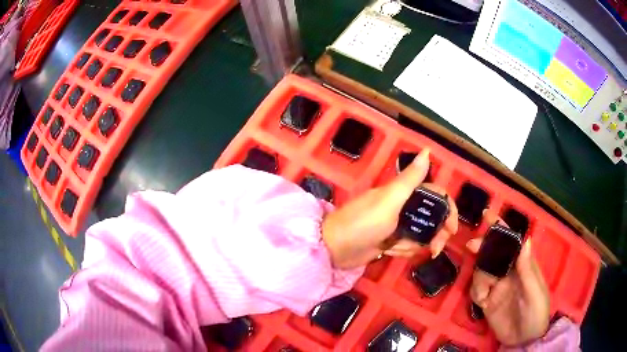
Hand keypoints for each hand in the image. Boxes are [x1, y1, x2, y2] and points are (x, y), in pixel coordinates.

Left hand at [322, 149, 457, 268]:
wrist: (335, 249)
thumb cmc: (363, 223)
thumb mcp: (389, 200)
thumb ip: (410, 179)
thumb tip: (427, 150)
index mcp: (404, 192)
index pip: (436, 195)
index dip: (449, 210)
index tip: (452, 229)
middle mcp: (403, 206)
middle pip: (432, 218)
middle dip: (435, 234)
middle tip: (434, 249)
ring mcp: (397, 225)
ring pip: (422, 235)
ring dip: (414, 245)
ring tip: (396, 247)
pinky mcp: (391, 241)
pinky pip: (409, 246)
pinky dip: (402, 251)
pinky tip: (388, 251)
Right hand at [467, 211, 549, 345]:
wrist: (525, 340)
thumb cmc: (536, 313)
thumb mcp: (534, 292)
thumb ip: (528, 270)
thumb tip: (525, 239)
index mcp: (523, 266)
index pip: (512, 242)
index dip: (501, 229)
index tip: (487, 216)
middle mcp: (509, 273)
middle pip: (493, 254)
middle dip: (483, 247)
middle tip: (472, 247)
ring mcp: (498, 287)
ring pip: (482, 271)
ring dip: (480, 277)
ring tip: (484, 292)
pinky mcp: (488, 302)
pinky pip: (476, 290)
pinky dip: (476, 292)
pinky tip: (482, 300)